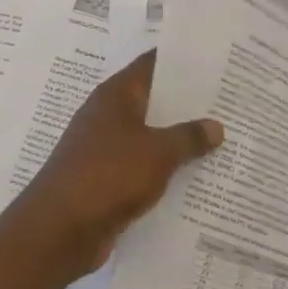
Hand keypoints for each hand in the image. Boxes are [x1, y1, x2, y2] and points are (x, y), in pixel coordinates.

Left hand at [13, 50, 223, 282]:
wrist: (60, 229)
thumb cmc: (108, 175)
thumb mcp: (158, 152)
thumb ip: (188, 137)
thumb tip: (215, 126)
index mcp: (115, 96)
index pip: (151, 65)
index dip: (181, 60)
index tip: (213, 59)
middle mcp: (107, 116)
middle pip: (152, 101)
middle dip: (186, 102)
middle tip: (227, 100)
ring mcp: (103, 149)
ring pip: (148, 136)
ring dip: (177, 138)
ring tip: (220, 137)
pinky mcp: (105, 180)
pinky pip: (142, 166)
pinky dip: (164, 168)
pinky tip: (194, 175)